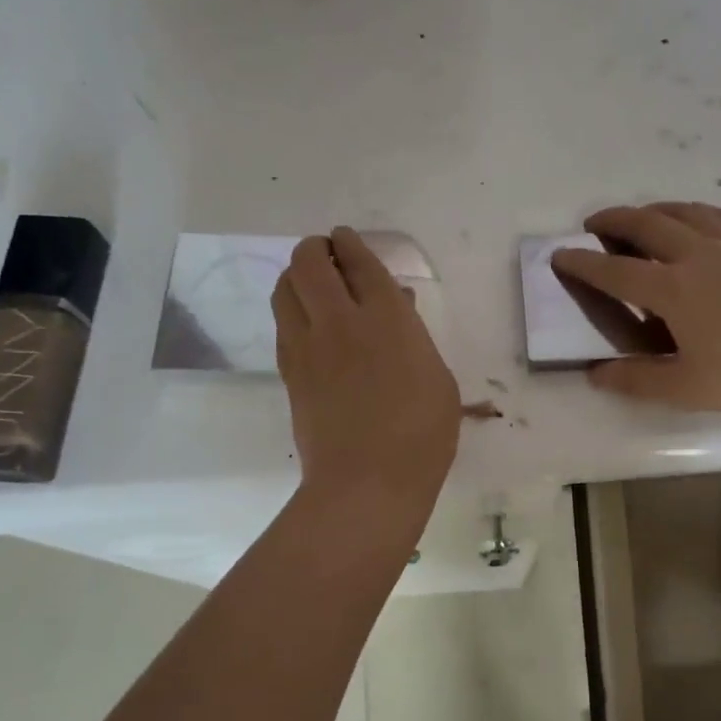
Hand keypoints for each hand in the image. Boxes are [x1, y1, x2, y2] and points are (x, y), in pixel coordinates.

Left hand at [274, 228, 460, 514]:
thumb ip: (414, 335)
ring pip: (285, 288)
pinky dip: (290, 309)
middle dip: (315, 248)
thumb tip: (396, 306)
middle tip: (325, 253)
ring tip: (309, 282)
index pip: (359, 261)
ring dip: (295, 275)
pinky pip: (282, 324)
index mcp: (387, 318)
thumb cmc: (421, 435)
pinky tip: (304, 320)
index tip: (345, 238)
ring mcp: (308, 346)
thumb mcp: (438, 379)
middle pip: (310, 262)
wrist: (367, 482)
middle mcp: (341, 320)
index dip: (350, 242)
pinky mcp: (289, 371)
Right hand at [551, 203, 720, 416]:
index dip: (583, 263)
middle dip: (613, 220)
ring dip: (652, 210)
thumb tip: (595, 374)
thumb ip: (634, 379)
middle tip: (593, 224)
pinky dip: (695, 213)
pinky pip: (719, 217)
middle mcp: (696, 256)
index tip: (561, 256)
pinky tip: (694, 221)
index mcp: (672, 289)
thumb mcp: (682, 387)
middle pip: (646, 225)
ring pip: (683, 212)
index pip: (615, 271)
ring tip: (638, 218)